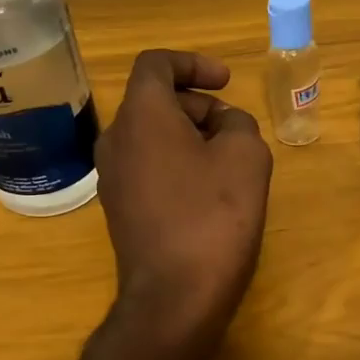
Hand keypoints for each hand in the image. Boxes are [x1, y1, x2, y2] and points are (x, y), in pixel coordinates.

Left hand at [96, 50, 272, 335]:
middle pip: (155, 100)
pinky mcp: (120, 208)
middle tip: (235, 130)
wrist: (175, 296)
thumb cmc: (213, 215)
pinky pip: (148, 165)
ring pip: (152, 135)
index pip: (156, 64)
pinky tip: (209, 192)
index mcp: (141, 115)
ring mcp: (113, 177)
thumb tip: (224, 125)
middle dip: (198, 104)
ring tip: (228, 162)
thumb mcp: (246, 156)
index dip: (194, 63)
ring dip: (190, 135)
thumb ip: (238, 123)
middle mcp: (116, 139)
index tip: (226, 81)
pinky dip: (177, 162)